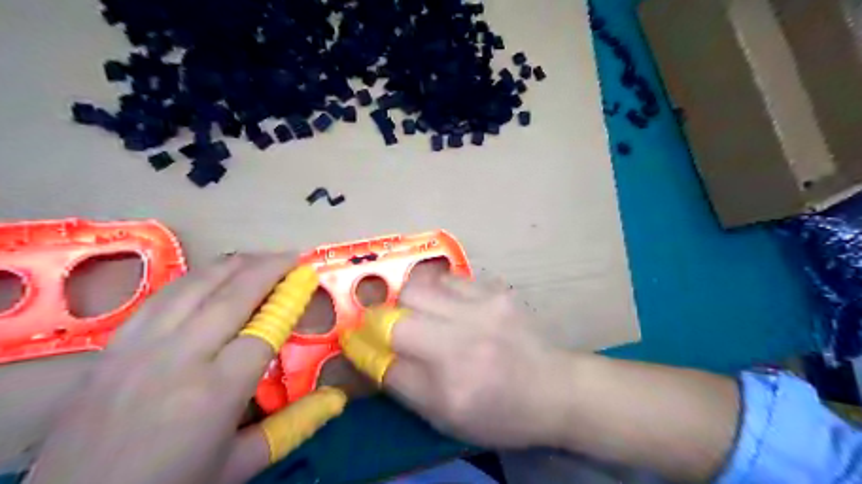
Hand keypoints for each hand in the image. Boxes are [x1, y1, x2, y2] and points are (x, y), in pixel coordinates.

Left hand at [30, 253, 345, 483]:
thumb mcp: (239, 465)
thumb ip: (292, 426)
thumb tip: (337, 399)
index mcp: (216, 390)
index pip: (264, 329)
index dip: (289, 300)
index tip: (307, 280)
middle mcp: (180, 357)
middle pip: (233, 295)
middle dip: (268, 268)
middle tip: (292, 256)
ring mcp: (141, 347)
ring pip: (194, 286)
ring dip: (232, 265)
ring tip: (258, 256)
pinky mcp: (113, 346)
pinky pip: (160, 297)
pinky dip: (193, 279)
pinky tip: (208, 276)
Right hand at [338, 274, 570, 448]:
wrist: (554, 387)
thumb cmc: (499, 412)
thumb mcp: (447, 418)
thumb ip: (404, 385)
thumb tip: (370, 353)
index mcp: (450, 389)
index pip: (385, 364)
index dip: (361, 349)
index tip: (352, 339)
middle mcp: (463, 345)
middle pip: (395, 318)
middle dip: (379, 320)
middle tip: (385, 325)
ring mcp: (483, 311)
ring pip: (417, 287)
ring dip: (408, 301)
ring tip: (420, 312)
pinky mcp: (496, 290)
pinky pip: (447, 278)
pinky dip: (436, 290)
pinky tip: (448, 304)